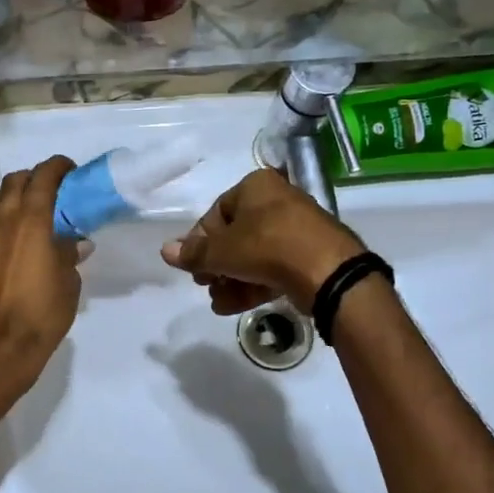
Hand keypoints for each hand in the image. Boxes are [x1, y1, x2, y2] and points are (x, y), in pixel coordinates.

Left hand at [0, 156, 86, 385]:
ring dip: (7, 196)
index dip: (57, 167)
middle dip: (32, 178)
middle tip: (48, 191)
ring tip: (20, 210)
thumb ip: (69, 253)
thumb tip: (74, 242)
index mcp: (32, 220)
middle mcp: (2, 219)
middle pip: (14, 181)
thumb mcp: (68, 281)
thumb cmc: (43, 312)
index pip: (43, 177)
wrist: (1, 344)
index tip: (69, 170)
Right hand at [161, 168, 365, 315]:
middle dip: (216, 264)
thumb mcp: (222, 251)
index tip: (192, 266)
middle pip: (235, 235)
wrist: (328, 271)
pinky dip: (252, 284)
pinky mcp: (309, 256)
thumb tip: (165, 250)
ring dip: (231, 279)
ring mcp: (296, 229)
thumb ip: (193, 253)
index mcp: (255, 186)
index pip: (216, 213)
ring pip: (253, 254)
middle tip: (205, 284)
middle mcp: (277, 201)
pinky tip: (233, 306)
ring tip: (218, 301)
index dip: (200, 242)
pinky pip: (273, 267)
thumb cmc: (267, 247)